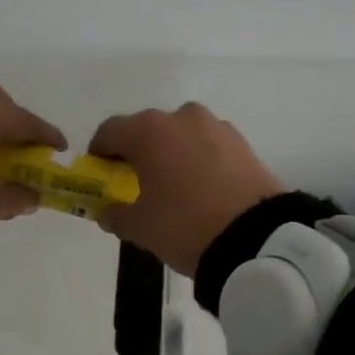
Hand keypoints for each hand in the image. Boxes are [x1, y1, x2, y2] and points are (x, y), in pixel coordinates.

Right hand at [89, 103, 284, 275]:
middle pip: (148, 130)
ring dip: (172, 153)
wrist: (254, 237)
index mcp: (148, 131)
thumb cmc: (184, 225)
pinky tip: (203, 189)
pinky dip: (200, 160)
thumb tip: (107, 211)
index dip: (100, 153)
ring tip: (175, 187)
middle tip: (138, 184)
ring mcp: (216, 127)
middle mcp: (181, 117)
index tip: (101, 175)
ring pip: (182, 135)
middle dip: (139, 153)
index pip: (110, 131)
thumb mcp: (140, 227)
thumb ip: (115, 214)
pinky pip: (209, 146)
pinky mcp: (243, 142)